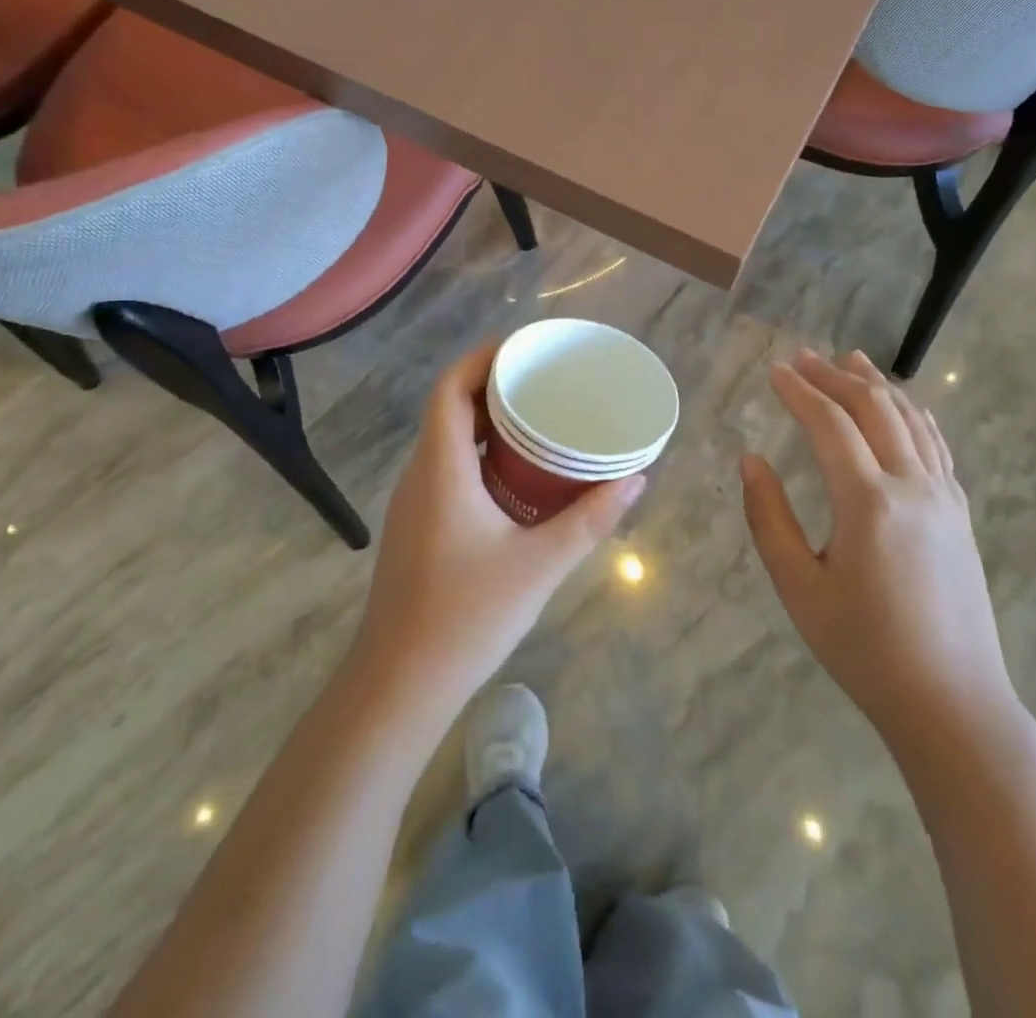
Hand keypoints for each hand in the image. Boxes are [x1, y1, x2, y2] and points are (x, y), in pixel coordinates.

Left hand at [351, 343, 643, 715]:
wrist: (399, 684)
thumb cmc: (466, 616)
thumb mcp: (540, 564)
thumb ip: (590, 519)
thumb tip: (636, 478)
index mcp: (442, 468)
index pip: (450, 387)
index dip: (483, 358)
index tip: (526, 349)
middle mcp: (421, 473)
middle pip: (451, 406)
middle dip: (495, 384)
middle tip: (546, 381)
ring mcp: (415, 501)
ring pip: (448, 438)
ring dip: (488, 420)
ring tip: (540, 417)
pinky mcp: (419, 524)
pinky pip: (449, 466)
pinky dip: (481, 452)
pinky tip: (518, 473)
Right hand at [741, 349, 1016, 740]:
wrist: (952, 702)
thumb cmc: (864, 648)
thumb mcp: (799, 587)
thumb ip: (769, 518)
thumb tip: (750, 460)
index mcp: (868, 502)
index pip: (830, 424)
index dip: (800, 392)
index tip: (775, 370)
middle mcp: (912, 486)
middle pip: (874, 409)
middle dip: (835, 377)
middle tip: (804, 357)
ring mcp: (944, 498)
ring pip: (911, 420)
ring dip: (877, 385)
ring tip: (851, 360)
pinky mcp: (960, 514)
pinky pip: (936, 446)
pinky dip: (914, 415)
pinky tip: (905, 408)